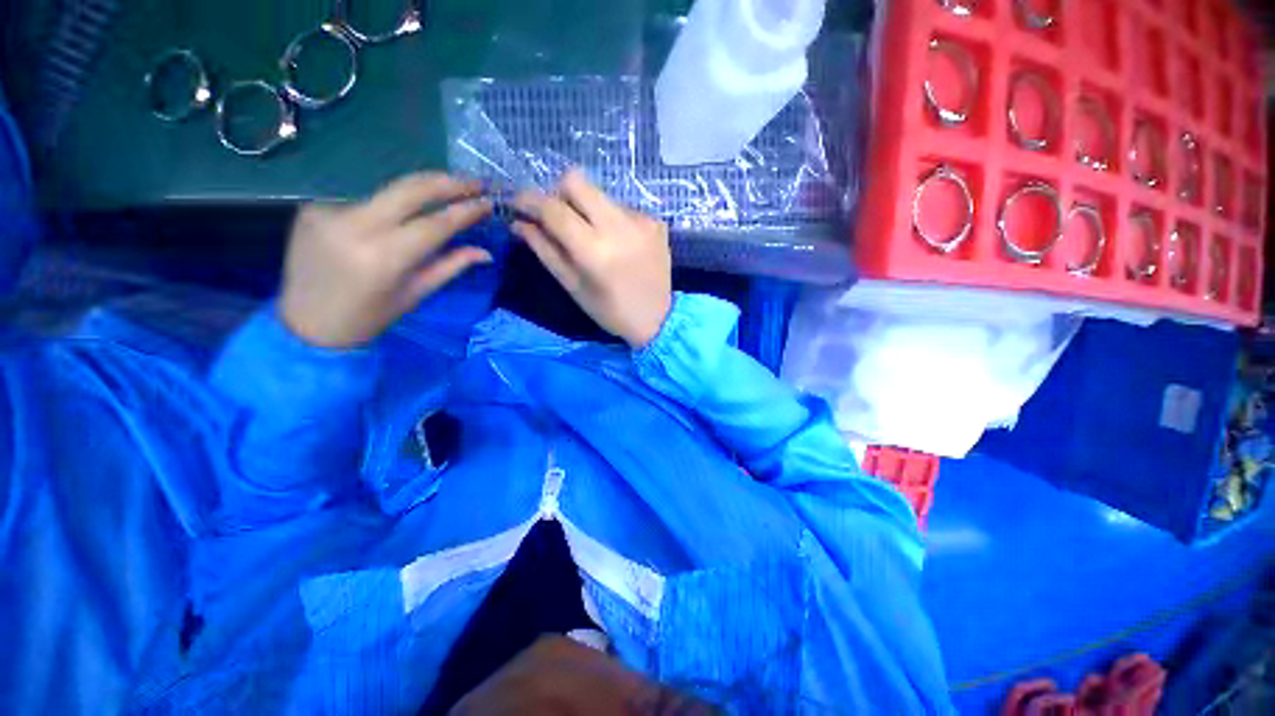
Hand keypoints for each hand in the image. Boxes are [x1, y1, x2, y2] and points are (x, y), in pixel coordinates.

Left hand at [280, 173, 492, 347]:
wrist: (306, 323)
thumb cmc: (369, 317)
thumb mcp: (416, 294)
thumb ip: (451, 266)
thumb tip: (485, 253)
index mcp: (385, 257)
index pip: (435, 223)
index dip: (466, 210)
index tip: (489, 202)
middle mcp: (355, 226)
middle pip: (410, 189)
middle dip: (448, 182)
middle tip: (475, 182)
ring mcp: (329, 212)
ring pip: (388, 193)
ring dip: (420, 193)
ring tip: (446, 193)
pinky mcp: (313, 207)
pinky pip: (365, 202)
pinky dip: (388, 208)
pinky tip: (396, 218)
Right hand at [512, 170, 672, 348]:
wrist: (659, 319)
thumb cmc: (611, 311)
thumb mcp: (574, 287)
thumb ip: (546, 251)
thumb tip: (519, 224)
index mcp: (595, 250)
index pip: (554, 209)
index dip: (529, 201)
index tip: (518, 204)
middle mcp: (619, 226)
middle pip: (577, 181)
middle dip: (558, 194)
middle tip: (557, 218)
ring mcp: (641, 220)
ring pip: (600, 195)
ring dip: (587, 210)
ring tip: (593, 238)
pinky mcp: (655, 222)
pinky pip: (622, 208)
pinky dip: (611, 220)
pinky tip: (618, 244)